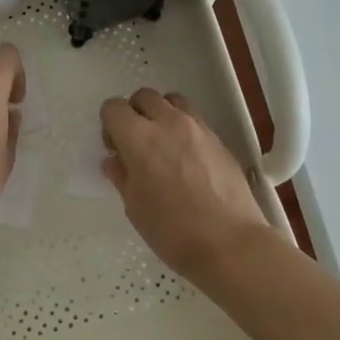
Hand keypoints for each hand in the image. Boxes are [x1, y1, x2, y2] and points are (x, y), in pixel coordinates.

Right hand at [100, 89, 268, 274]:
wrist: (230, 243)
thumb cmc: (172, 231)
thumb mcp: (134, 207)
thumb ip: (122, 176)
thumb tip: (115, 160)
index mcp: (139, 137)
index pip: (113, 108)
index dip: (109, 125)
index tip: (115, 148)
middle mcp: (168, 122)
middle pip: (144, 96)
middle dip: (134, 113)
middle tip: (136, 144)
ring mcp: (198, 128)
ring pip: (172, 101)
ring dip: (161, 114)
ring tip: (163, 145)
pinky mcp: (219, 139)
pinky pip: (194, 119)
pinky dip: (183, 128)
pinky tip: (187, 159)